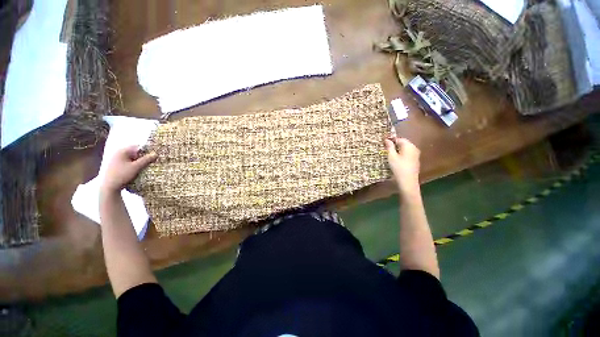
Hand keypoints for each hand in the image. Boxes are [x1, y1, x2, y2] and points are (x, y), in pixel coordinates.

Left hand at [101, 145, 157, 194]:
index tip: (153, 155)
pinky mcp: (114, 165)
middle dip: (142, 156)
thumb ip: (146, 160)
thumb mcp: (136, 167)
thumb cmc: (122, 175)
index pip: (137, 147)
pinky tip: (136, 170)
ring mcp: (115, 159)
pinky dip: (132, 164)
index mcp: (122, 151)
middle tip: (150, 162)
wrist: (108, 187)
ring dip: (138, 161)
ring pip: (130, 158)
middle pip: (134, 152)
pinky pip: (126, 162)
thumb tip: (155, 154)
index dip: (146, 150)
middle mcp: (117, 153)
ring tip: (144, 166)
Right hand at [384, 137, 420, 195]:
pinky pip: (408, 154)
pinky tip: (397, 160)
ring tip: (390, 155)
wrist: (408, 181)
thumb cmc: (398, 167)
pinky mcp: (416, 160)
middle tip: (386, 150)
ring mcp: (416, 154)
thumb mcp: (391, 156)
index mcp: (408, 146)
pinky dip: (402, 154)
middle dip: (395, 145)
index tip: (384, 144)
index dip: (391, 141)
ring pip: (405, 149)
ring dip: (398, 150)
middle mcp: (414, 148)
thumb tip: (387, 139)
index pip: (399, 139)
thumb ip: (389, 147)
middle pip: (403, 143)